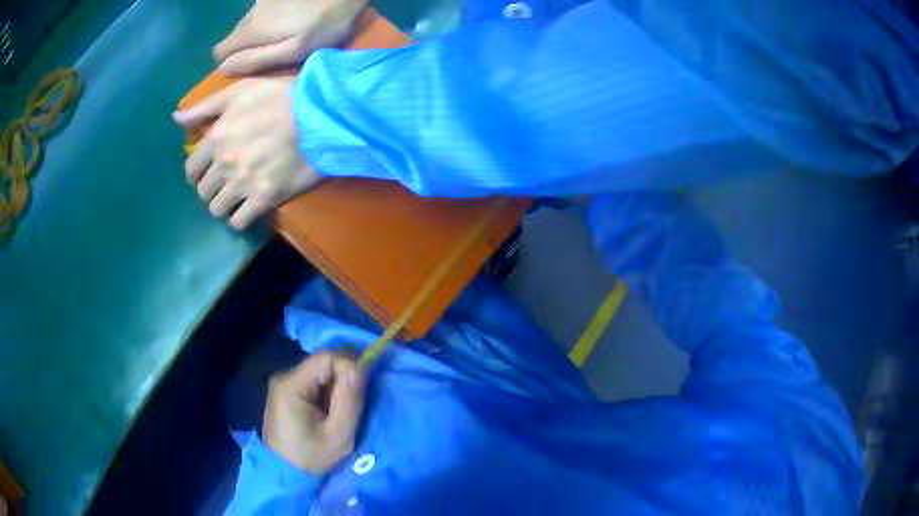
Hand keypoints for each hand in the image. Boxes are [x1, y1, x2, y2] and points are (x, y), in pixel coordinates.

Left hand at [172, 77, 320, 229]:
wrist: (320, 116)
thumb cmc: (280, 98)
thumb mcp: (241, 91)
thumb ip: (205, 106)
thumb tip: (175, 119)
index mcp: (216, 138)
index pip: (191, 168)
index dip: (194, 173)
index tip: (203, 172)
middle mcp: (224, 164)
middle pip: (203, 192)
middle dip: (209, 188)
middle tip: (222, 183)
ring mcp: (243, 184)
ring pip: (217, 209)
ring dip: (223, 204)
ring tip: (235, 197)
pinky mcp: (263, 199)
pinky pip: (239, 222)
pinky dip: (239, 218)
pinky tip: (247, 208)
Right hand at [214, 0, 368, 74]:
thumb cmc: (324, 24)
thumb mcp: (292, 51)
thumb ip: (255, 60)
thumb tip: (223, 69)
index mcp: (248, 32)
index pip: (219, 53)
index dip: (231, 62)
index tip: (250, 65)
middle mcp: (248, 14)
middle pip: (234, 38)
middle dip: (246, 48)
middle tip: (273, 52)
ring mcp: (261, 1)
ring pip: (249, 24)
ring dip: (260, 32)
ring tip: (286, 34)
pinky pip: (262, 11)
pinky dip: (271, 18)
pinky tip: (291, 18)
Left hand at [262, 353, 365, 473]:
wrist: (284, 475)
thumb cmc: (311, 458)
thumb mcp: (338, 435)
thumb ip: (350, 400)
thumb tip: (362, 366)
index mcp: (291, 385)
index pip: (326, 358)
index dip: (349, 367)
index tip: (363, 391)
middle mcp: (283, 377)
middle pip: (322, 363)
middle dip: (344, 377)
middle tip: (357, 402)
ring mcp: (283, 384)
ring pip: (320, 372)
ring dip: (337, 386)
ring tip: (344, 409)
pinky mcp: (286, 392)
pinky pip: (313, 382)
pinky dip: (328, 392)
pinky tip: (331, 410)